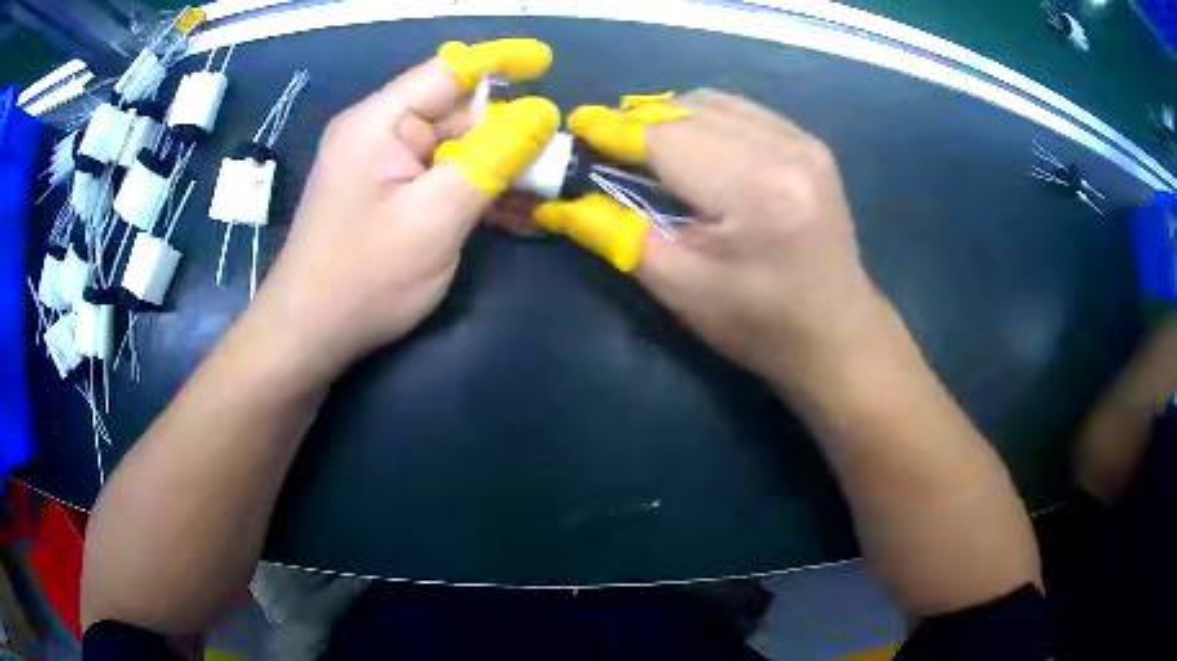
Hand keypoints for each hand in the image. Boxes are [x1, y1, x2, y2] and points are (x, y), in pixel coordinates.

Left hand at [250, 39, 558, 377]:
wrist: (310, 336)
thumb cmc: (364, 278)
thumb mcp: (435, 217)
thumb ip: (491, 158)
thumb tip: (542, 112)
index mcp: (379, 122)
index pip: (448, 71)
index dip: (501, 62)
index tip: (547, 61)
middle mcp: (379, 134)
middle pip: (457, 115)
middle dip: (509, 136)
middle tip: (558, 163)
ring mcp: (383, 167)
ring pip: (455, 151)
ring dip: (499, 171)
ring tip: (546, 197)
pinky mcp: (389, 196)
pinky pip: (441, 180)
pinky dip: (476, 194)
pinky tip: (514, 217)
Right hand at [536, 90, 889, 393]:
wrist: (836, 336)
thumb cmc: (757, 325)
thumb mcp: (678, 286)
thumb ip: (613, 232)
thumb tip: (559, 198)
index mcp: (755, 190)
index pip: (665, 137)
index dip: (614, 131)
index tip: (576, 128)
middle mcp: (785, 149)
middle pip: (688, 111)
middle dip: (638, 124)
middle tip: (606, 148)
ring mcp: (804, 141)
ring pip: (713, 103)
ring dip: (671, 119)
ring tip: (647, 150)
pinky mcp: (811, 144)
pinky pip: (742, 112)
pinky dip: (705, 121)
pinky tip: (695, 151)